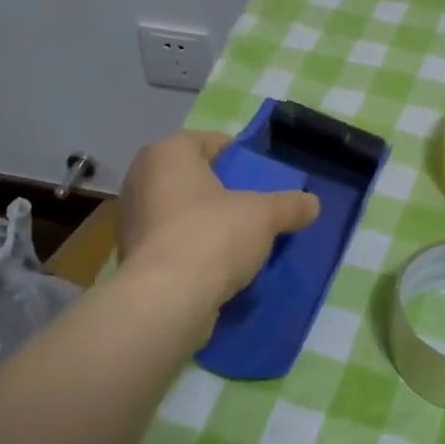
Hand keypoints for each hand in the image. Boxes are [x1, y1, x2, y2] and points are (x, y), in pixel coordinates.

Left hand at [117, 131, 320, 308]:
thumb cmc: (212, 237)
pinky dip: (193, 248)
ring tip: (241, 241)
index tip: (264, 180)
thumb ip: (290, 205)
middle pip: (196, 177)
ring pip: (182, 211)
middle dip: (225, 192)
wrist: (165, 301)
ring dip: (209, 222)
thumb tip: (313, 204)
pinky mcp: (132, 254)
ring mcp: (132, 218)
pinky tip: (218, 265)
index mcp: (167, 152)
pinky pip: (172, 241)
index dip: (242, 159)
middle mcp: (142, 177)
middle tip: (255, 210)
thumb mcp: (264, 216)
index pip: (212, 142)